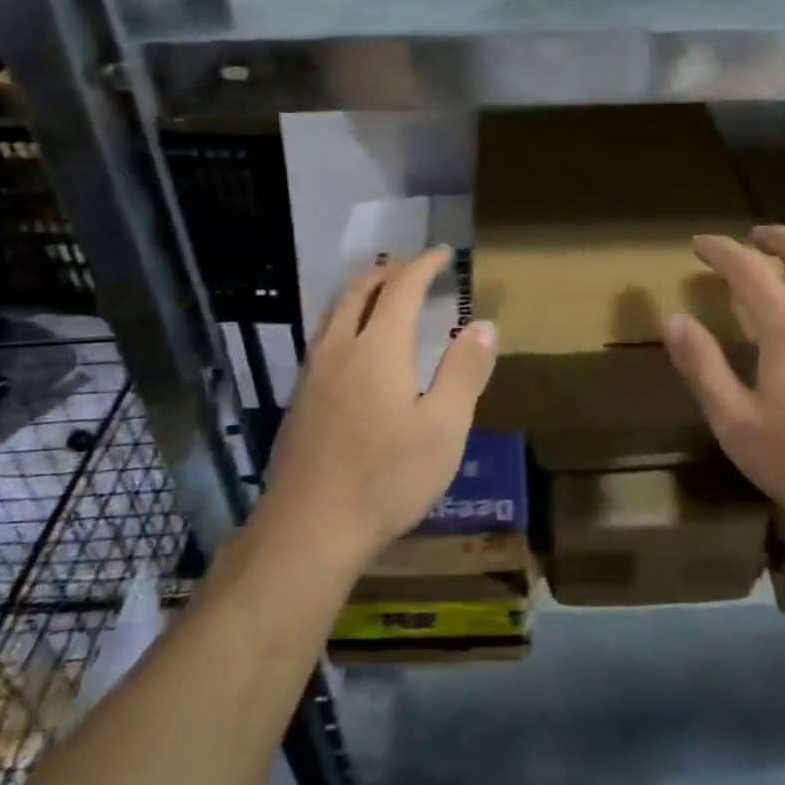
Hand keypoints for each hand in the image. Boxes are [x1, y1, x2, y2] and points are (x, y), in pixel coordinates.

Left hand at [258, 248, 498, 569]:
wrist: (308, 529)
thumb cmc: (387, 477)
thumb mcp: (444, 427)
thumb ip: (464, 372)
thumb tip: (485, 325)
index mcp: (378, 347)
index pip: (403, 288)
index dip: (424, 266)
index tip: (444, 254)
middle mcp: (340, 348)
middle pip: (361, 291)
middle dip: (390, 272)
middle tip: (415, 269)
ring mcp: (313, 374)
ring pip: (335, 312)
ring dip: (363, 292)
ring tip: (384, 295)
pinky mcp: (299, 400)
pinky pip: (324, 338)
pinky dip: (346, 320)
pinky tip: (354, 349)